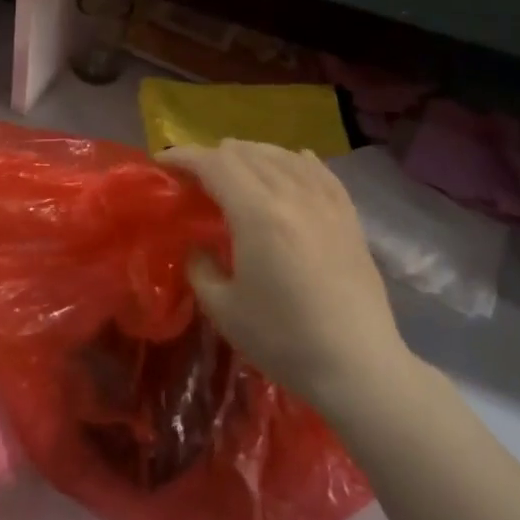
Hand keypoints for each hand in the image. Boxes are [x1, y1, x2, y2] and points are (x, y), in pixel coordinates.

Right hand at [163, 141, 416, 419]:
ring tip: (234, 169)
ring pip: (283, 156)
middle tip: (192, 175)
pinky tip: (292, 161)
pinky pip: (319, 171)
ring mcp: (326, 202)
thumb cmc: (283, 339)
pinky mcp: (349, 216)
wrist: (357, 365)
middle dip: (212, 155)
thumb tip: (199, 246)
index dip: (184, 156)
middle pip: (247, 153)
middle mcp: (293, 195)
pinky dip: (295, 161)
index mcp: (258, 214)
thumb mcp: (222, 308)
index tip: (162, 162)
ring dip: (250, 155)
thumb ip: (200, 267)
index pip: (215, 164)